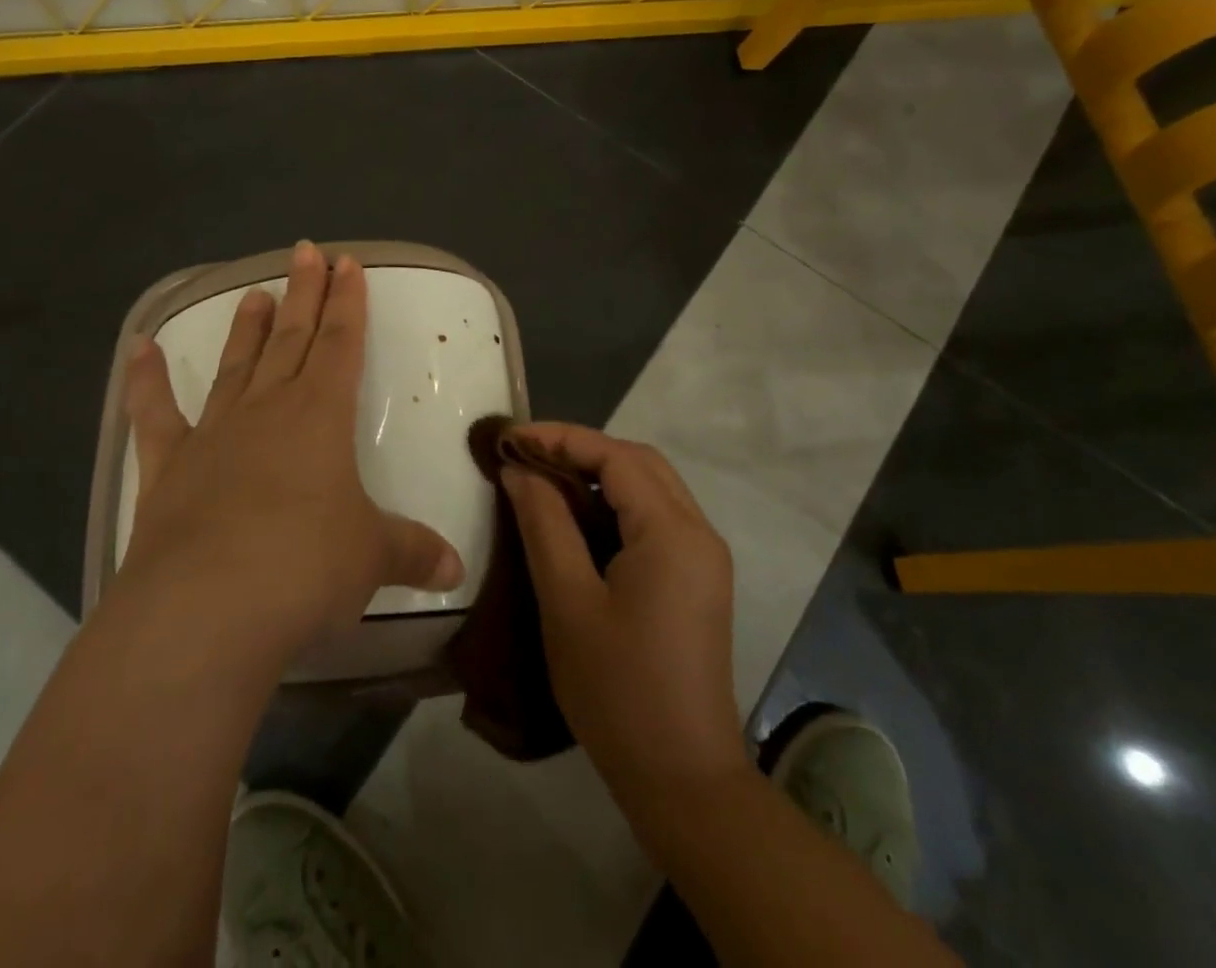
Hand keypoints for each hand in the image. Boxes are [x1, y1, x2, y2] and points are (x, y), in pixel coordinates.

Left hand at [118, 242, 464, 663]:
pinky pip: (156, 413)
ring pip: (237, 365)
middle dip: (305, 294)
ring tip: (255, 291)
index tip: (347, 263)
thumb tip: (456, 570)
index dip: (348, 302)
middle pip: (293, 338)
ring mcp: (214, 434)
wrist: (206, 609)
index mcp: (321, 416)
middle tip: (307, 251)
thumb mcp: (372, 559)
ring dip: (247, 328)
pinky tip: (138, 348)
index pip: (342, 343)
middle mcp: (268, 409)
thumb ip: (414, 553)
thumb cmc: (304, 568)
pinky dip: (146, 380)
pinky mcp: (168, 467)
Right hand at [502, 423, 746, 806]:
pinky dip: (617, 501)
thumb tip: (520, 470)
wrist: (682, 778)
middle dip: (581, 448)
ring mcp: (704, 556)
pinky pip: (657, 516)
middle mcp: (699, 531)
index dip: (561, 438)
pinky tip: (581, 516)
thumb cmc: (618, 690)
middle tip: (526, 454)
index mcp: (672, 532)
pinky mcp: (699, 578)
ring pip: (651, 486)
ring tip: (546, 477)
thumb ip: (544, 524)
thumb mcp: (568, 602)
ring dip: (600, 472)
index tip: (511, 438)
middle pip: (639, 462)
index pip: (616, 455)